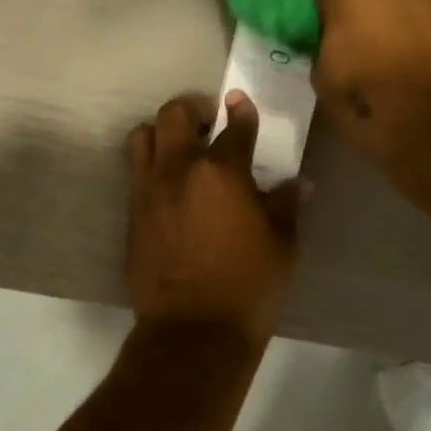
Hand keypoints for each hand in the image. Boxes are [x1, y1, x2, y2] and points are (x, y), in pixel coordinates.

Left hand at [124, 91, 301, 342]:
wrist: (193, 329)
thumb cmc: (248, 285)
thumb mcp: (282, 245)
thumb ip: (286, 205)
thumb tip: (298, 182)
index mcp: (222, 171)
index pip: (234, 127)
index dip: (241, 110)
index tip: (239, 102)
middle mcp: (179, 170)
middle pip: (174, 115)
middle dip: (192, 110)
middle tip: (207, 123)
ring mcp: (149, 190)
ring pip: (142, 137)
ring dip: (160, 133)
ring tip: (179, 149)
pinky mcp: (132, 213)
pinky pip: (135, 174)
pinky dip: (150, 168)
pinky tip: (168, 187)